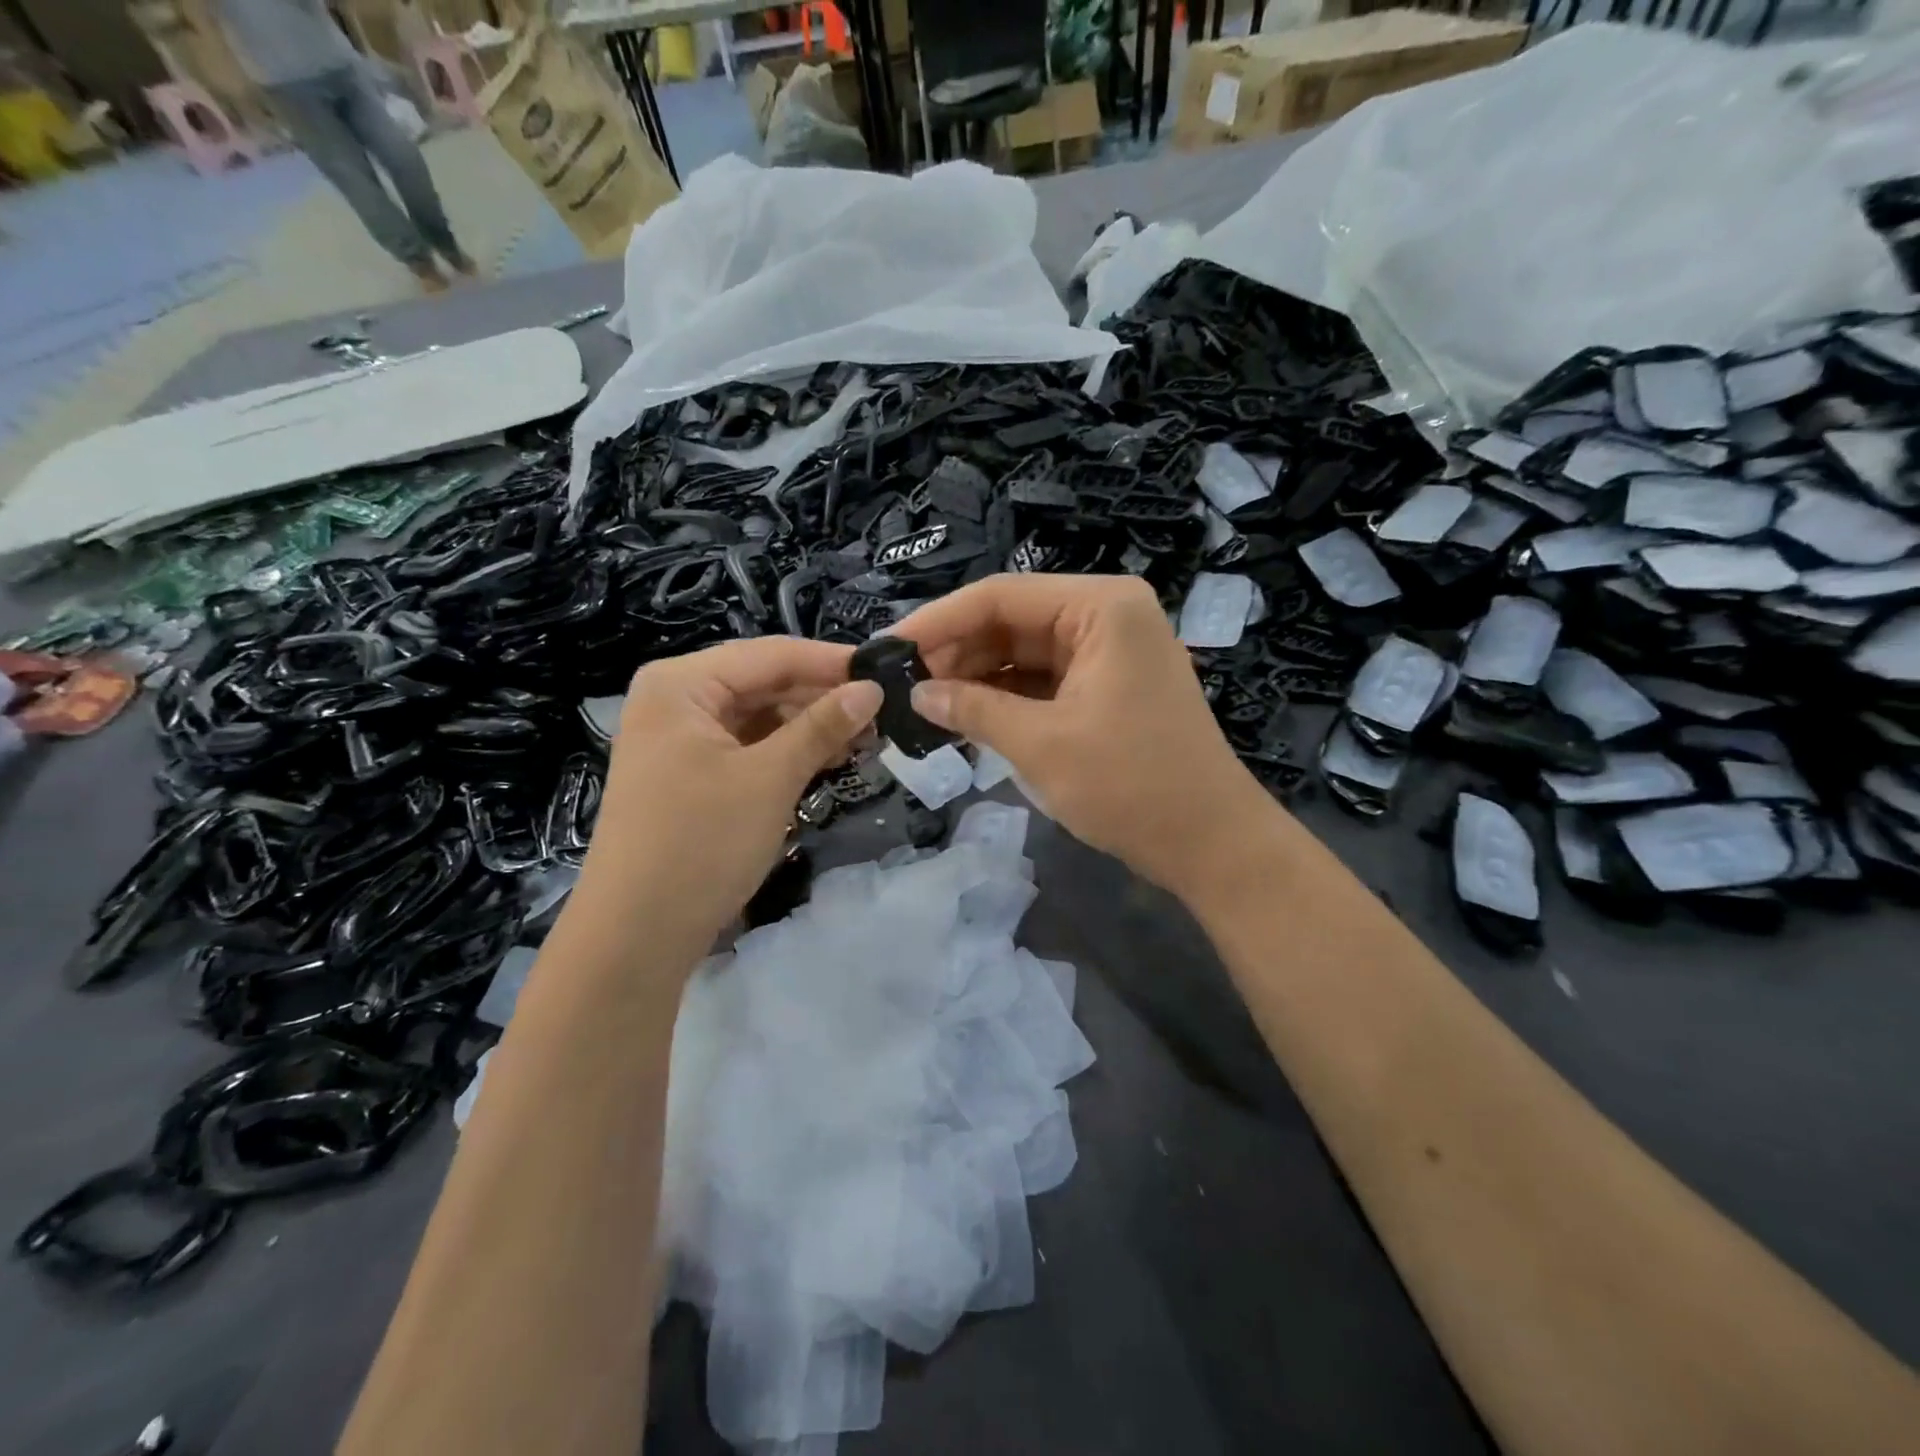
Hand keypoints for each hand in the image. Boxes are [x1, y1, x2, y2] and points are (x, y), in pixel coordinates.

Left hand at [577, 638, 881, 946]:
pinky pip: (747, 746)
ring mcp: (679, 739)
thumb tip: (872, 688)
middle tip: (883, 713)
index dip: (831, 663)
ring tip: (866, 739)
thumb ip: (822, 726)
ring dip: (809, 726)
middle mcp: (675, 699)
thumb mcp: (770, 778)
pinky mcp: (688, 773)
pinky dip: (786, 751)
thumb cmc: (702, 843)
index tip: (888, 673)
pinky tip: (827, 759)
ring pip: (758, 716)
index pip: (771, 654)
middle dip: (822, 697)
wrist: (637, 934)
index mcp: (681, 683)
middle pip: (763, 682)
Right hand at [891, 574, 1272, 900]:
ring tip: (924, 702)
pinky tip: (965, 714)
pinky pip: (1044, 678)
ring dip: (977, 675)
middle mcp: (1108, 615)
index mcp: (1101, 607)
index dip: (939, 621)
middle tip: (902, 684)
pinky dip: (1006, 696)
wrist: (1210, 844)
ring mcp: (1111, 651)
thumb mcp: (1041, 744)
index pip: (1001, 596)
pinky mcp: (1109, 686)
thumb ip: (974, 709)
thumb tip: (917, 693)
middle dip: (957, 651)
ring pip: (1025, 651)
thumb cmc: (1130, 785)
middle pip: (1012, 620)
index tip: (889, 649)